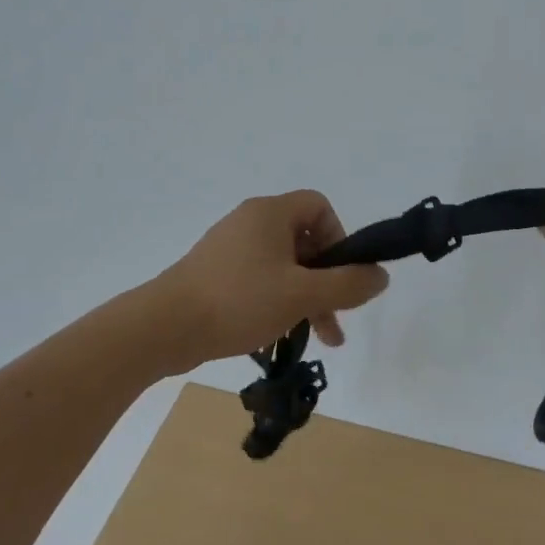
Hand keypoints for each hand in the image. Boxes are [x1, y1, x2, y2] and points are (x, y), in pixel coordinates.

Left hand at [155, 191, 390, 374]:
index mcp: (270, 213)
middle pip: (304, 240)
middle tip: (335, 318)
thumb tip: (381, 275)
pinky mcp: (214, 273)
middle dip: (326, 280)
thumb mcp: (302, 295)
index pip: (320, 206)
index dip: (339, 238)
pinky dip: (276, 301)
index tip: (339, 275)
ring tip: (316, 338)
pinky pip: (258, 278)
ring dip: (305, 297)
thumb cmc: (238, 301)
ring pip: (283, 265)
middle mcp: (250, 221)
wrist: (163, 327)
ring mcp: (229, 247)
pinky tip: (277, 334)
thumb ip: (348, 285)